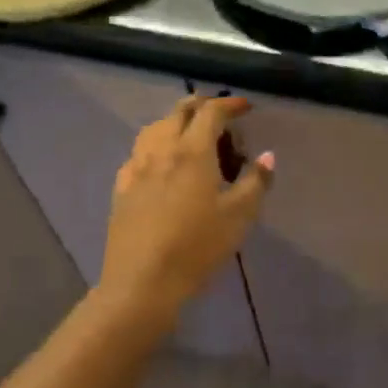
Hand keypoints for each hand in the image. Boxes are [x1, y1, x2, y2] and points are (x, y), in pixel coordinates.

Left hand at [99, 95, 272, 331]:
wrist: (141, 283)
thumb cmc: (197, 247)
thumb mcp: (239, 217)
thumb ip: (256, 182)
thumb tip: (267, 156)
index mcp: (192, 151)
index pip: (211, 112)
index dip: (230, 104)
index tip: (246, 107)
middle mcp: (162, 150)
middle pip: (179, 112)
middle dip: (201, 105)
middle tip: (220, 115)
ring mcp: (136, 168)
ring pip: (154, 128)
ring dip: (174, 121)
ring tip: (189, 134)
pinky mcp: (121, 188)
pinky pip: (138, 153)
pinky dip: (154, 145)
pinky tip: (160, 163)